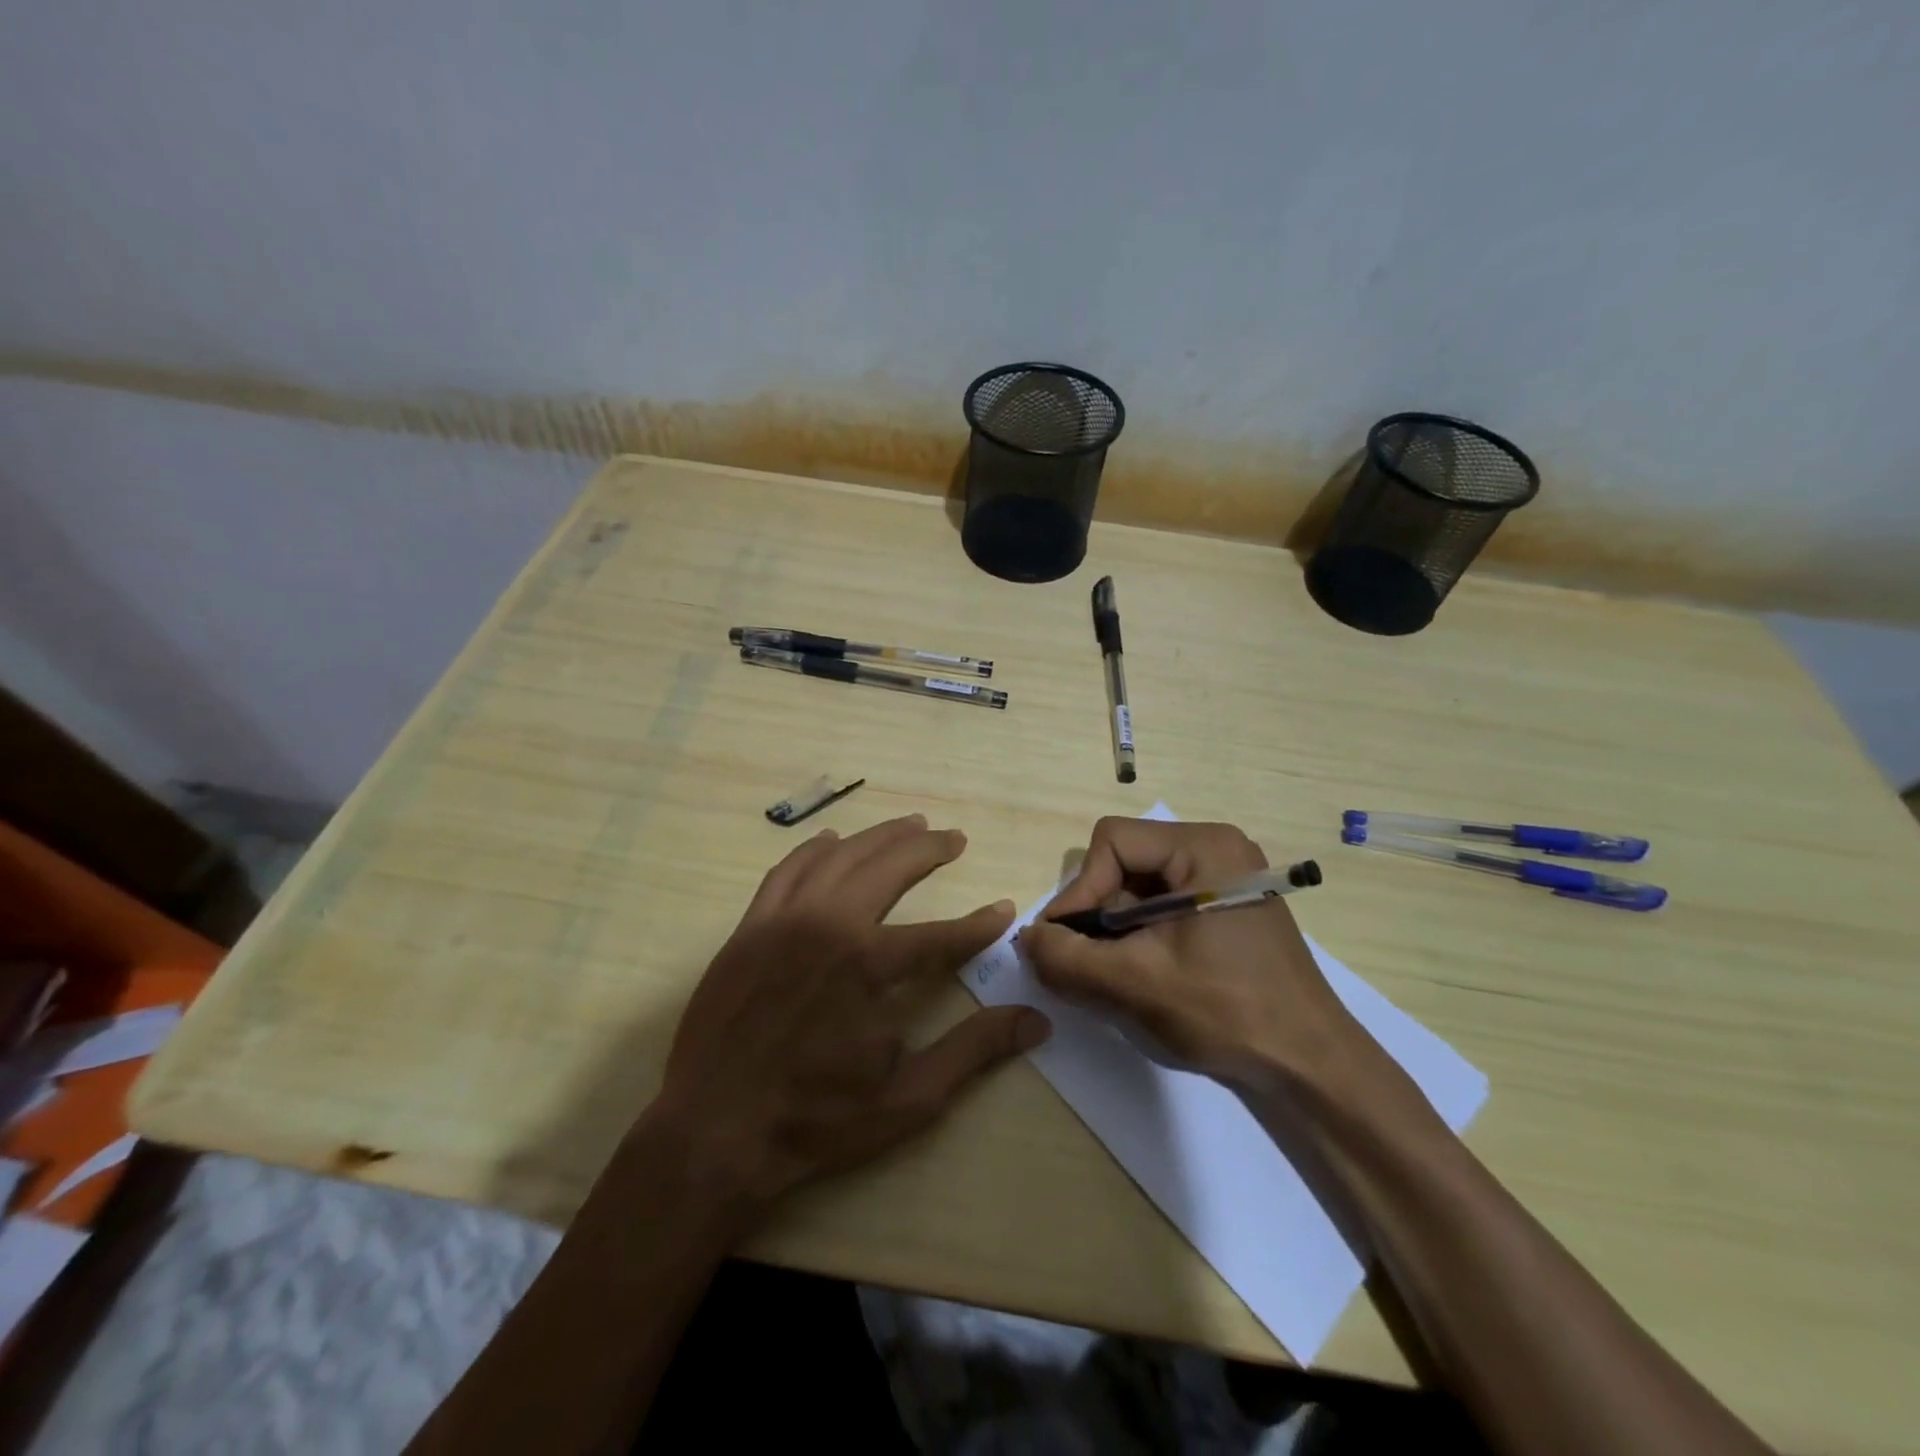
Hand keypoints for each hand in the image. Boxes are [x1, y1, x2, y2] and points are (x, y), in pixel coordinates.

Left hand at [651, 815, 1050, 1205]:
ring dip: (879, 837)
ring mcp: (783, 921)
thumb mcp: (908, 1097)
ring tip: (909, 825)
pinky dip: (813, 850)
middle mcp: (828, 926)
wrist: (713, 1132)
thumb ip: (973, 1050)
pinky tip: (832, 841)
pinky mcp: (750, 928)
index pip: (940, 935)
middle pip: (889, 868)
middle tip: (954, 838)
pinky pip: (786, 871)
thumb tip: (1036, 1021)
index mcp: (868, 966)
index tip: (1004, 910)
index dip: (978, 925)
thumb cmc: (816, 1120)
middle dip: (928, 849)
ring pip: (839, 857)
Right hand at [1020, 817, 1378, 1093]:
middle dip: (1098, 914)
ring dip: (1116, 930)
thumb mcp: (1134, 984)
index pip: (1112, 842)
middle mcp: (1216, 849)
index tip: (1067, 942)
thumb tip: (1026, 939)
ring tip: (1114, 976)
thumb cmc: (1226, 1012)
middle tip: (1089, 963)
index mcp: (1204, 846)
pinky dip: (1139, 937)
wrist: (1310, 1068)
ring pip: (1140, 887)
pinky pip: (1163, 906)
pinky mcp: (1228, 909)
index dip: (1081, 890)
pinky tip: (1142, 976)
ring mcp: (1226, 879)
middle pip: (1125, 862)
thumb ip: (1066, 958)